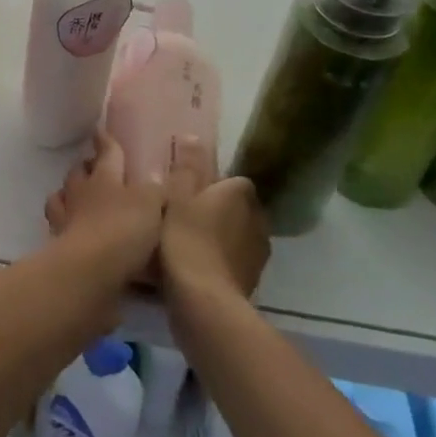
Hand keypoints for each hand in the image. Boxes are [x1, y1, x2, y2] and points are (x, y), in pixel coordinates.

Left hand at [43, 130, 164, 284]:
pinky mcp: (61, 247)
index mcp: (105, 177)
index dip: (105, 141)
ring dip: (70, 194)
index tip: (100, 131)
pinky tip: (78, 231)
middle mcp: (82, 193)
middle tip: (94, 167)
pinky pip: (60, 228)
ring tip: (81, 199)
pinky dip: (68, 226)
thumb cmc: (123, 229)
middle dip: (86, 167)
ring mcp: (67, 219)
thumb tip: (159, 176)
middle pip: (79, 172)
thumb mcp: (152, 204)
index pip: (106, 152)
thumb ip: (157, 189)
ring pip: (63, 197)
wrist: (90, 272)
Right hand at [159, 138, 267, 307]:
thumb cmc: (187, 238)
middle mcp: (258, 219)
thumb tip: (192, 136)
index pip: (234, 181)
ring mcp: (258, 253)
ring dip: (221, 236)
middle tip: (187, 215)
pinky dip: (221, 260)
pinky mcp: (252, 281)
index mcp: (241, 194)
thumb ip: (187, 167)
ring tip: (190, 242)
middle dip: (219, 210)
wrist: (203, 300)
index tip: (190, 193)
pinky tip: (198, 266)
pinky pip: (235, 260)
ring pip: (238, 234)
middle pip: (238, 207)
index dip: (213, 185)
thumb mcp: (177, 195)